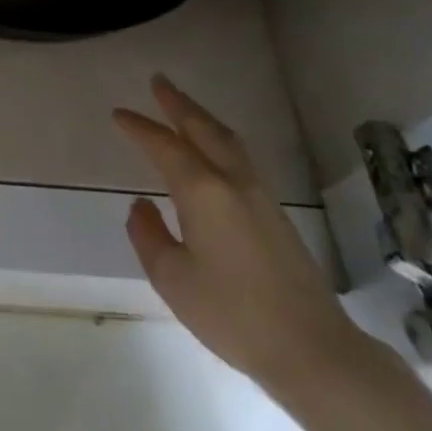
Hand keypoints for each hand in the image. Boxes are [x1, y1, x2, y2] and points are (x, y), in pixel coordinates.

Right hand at [114, 76, 375, 394]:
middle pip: (202, 128)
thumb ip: (149, 235)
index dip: (139, 128)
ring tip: (183, 106)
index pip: (164, 146)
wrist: (313, 349)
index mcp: (203, 190)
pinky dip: (220, 138)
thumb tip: (142, 204)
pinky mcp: (275, 212)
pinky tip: (215, 149)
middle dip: (177, 104)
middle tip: (158, 81)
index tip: (118, 114)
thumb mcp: (173, 279)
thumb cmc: (233, 314)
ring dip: (201, 117)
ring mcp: (259, 194)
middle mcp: (232, 180)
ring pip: (226, 139)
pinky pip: (240, 156)